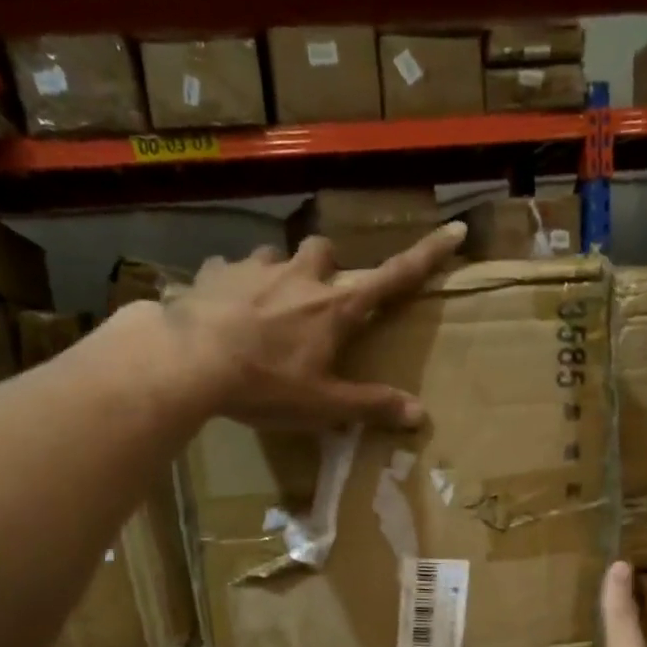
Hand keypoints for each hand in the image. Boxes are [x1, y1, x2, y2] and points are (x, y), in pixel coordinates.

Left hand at [166, 222, 465, 428]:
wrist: (190, 361)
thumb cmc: (265, 384)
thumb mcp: (323, 405)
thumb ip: (371, 406)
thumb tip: (420, 415)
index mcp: (335, 307)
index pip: (394, 277)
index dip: (428, 255)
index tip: (456, 230)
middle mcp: (301, 276)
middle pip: (327, 252)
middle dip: (327, 268)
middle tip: (317, 299)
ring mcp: (256, 268)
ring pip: (277, 256)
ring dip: (279, 275)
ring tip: (265, 307)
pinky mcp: (216, 272)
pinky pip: (229, 269)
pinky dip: (232, 284)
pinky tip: (222, 309)